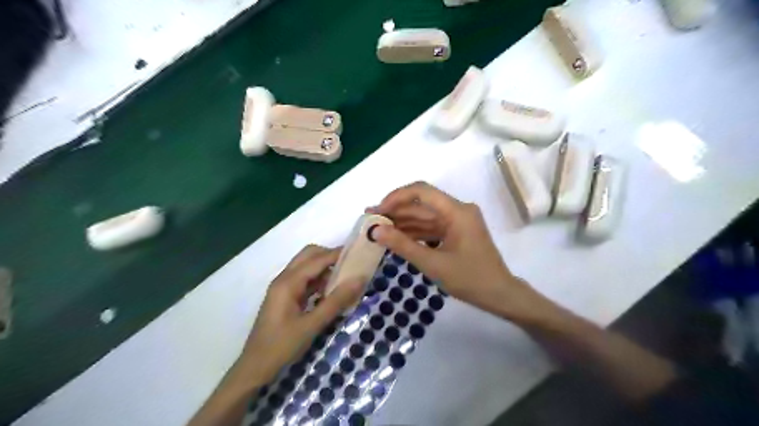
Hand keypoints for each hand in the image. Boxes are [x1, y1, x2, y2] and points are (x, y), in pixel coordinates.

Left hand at [238, 244, 366, 383]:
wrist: (254, 368)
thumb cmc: (282, 347)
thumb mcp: (312, 325)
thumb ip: (336, 301)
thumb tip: (359, 279)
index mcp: (288, 282)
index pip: (317, 259)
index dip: (338, 254)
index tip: (359, 253)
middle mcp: (284, 279)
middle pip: (309, 255)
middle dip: (330, 256)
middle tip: (351, 266)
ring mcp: (283, 287)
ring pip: (306, 266)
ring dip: (325, 268)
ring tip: (345, 278)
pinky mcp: (285, 297)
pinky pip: (304, 279)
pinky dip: (319, 280)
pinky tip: (331, 292)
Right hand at [368, 182, 544, 320]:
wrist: (499, 295)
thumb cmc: (470, 279)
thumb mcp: (433, 264)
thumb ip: (403, 245)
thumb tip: (376, 231)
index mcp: (457, 211)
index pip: (422, 191)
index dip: (396, 197)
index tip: (378, 210)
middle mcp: (457, 210)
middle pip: (421, 203)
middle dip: (395, 210)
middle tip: (370, 220)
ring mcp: (457, 221)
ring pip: (424, 215)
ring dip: (402, 222)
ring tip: (377, 229)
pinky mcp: (456, 231)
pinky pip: (430, 227)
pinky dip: (414, 232)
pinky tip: (395, 237)